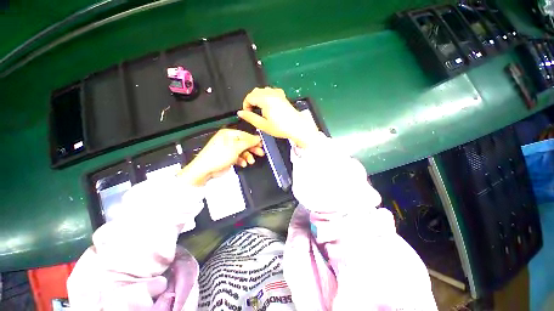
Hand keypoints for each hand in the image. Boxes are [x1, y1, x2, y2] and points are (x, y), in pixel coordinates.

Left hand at [177, 129, 263, 185]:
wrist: (205, 170)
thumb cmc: (217, 156)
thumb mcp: (236, 147)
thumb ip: (248, 142)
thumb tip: (257, 138)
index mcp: (228, 134)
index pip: (245, 135)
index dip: (253, 140)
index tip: (260, 145)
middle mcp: (228, 140)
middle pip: (244, 143)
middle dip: (252, 149)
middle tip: (260, 153)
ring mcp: (228, 149)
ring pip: (242, 151)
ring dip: (248, 156)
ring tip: (251, 161)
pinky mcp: (228, 157)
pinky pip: (238, 157)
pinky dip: (242, 160)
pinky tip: (243, 164)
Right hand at [237, 87, 318, 147]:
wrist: (297, 127)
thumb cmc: (281, 127)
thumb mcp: (263, 125)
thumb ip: (250, 118)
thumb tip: (240, 113)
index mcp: (265, 100)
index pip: (249, 97)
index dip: (245, 105)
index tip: (247, 113)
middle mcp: (271, 94)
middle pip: (255, 92)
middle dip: (251, 100)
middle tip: (252, 112)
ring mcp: (278, 94)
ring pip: (263, 90)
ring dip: (258, 98)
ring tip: (260, 109)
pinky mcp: (282, 96)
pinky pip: (271, 91)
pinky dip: (266, 96)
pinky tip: (268, 104)